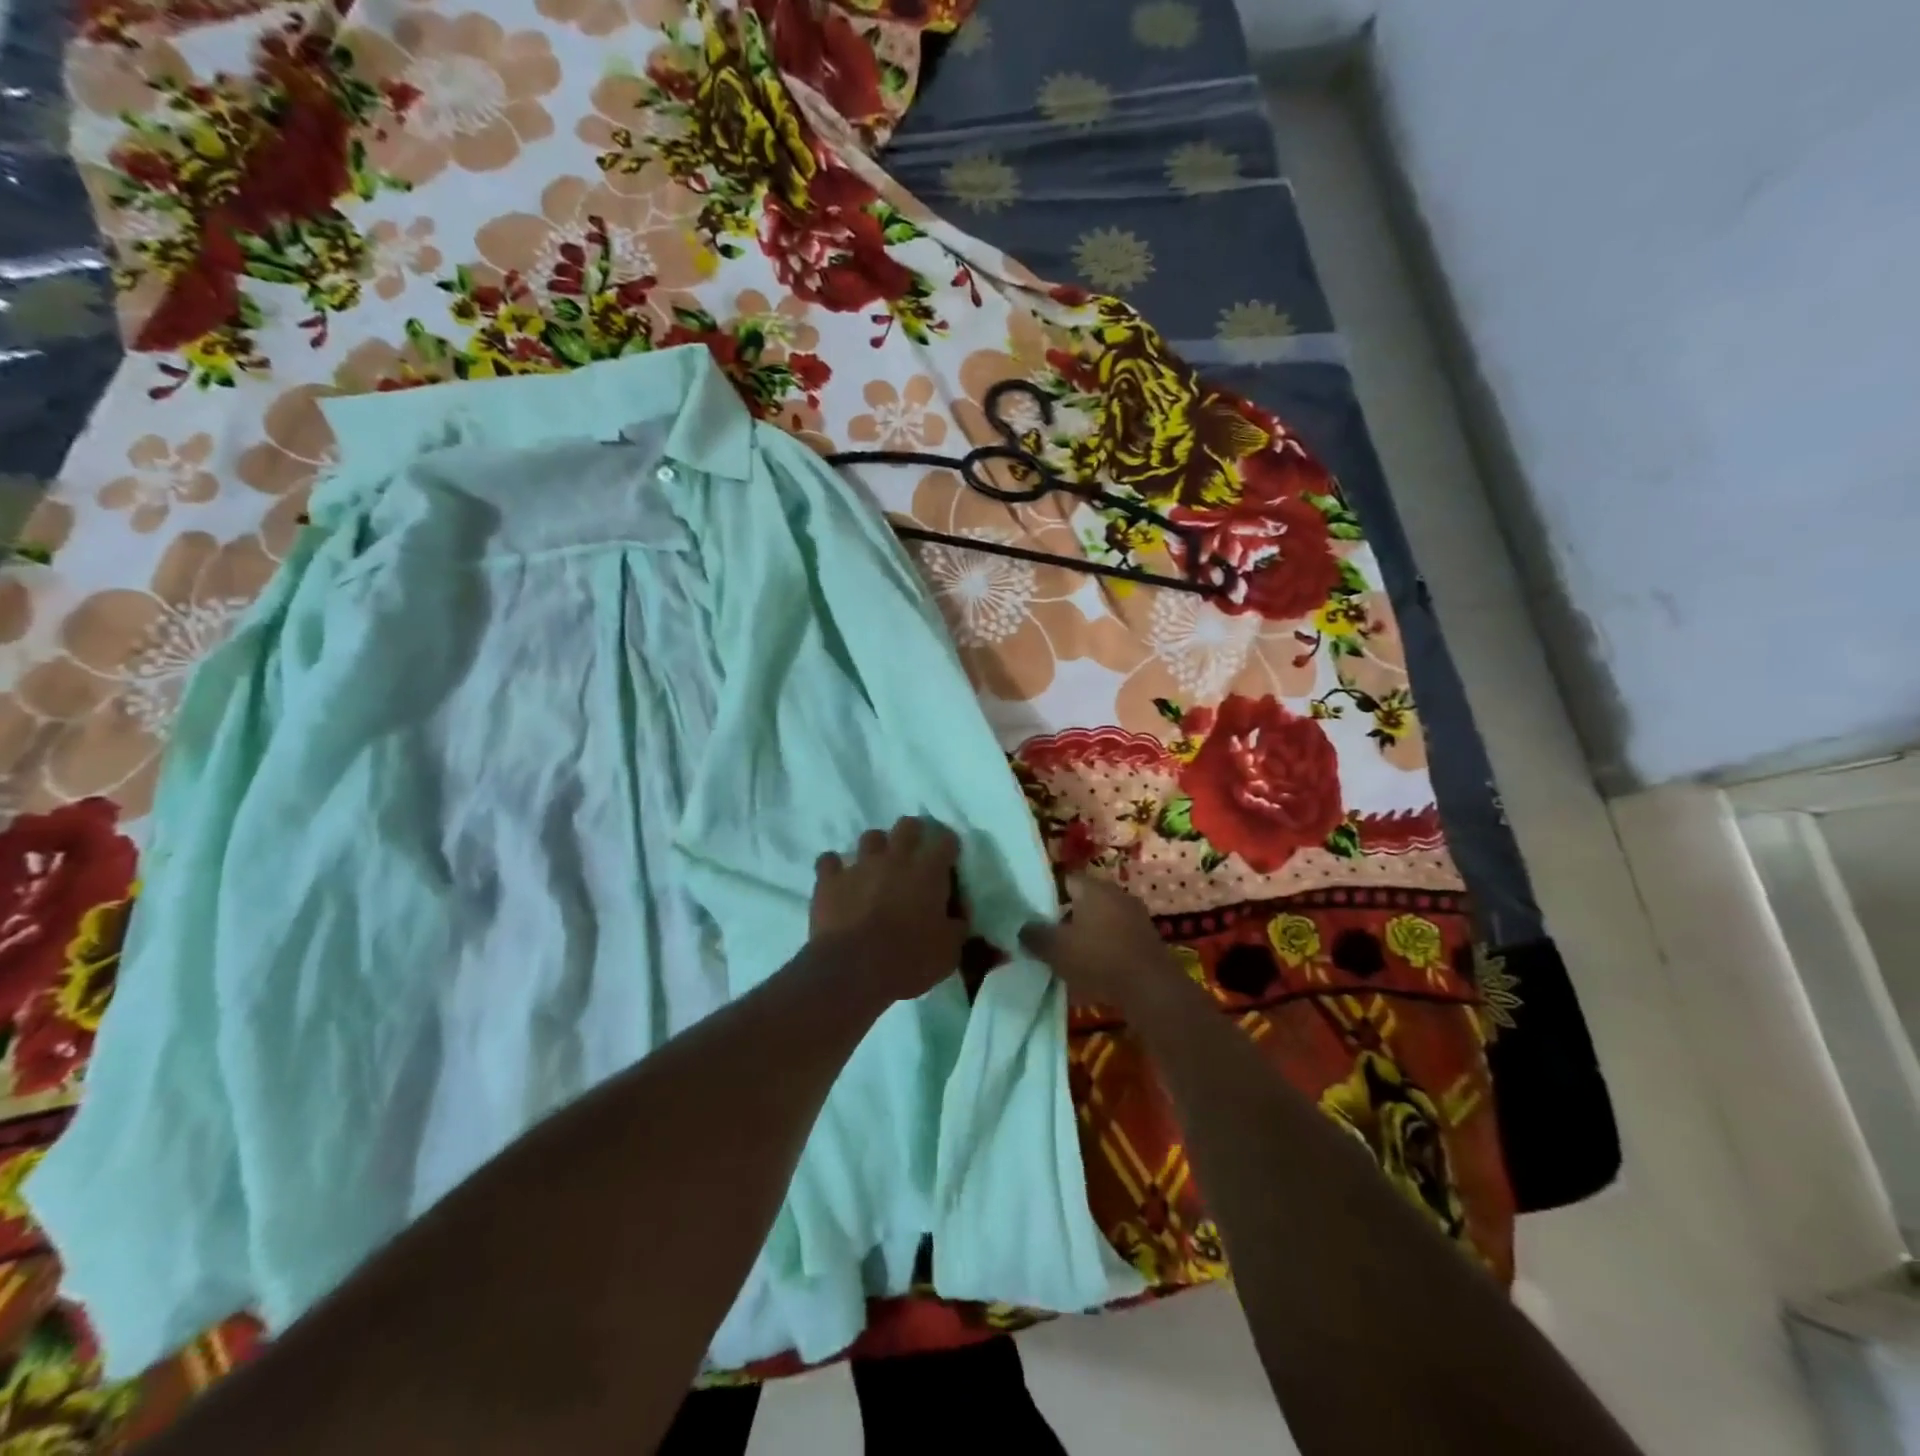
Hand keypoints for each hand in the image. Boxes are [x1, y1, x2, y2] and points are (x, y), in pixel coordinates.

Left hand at [810, 818, 967, 1000]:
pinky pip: (829, 861)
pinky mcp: (830, 880)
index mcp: (929, 871)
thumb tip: (957, 915)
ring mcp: (860, 865)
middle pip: (907, 826)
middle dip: (913, 833)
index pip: (946, 842)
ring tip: (877, 865)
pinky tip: (838, 878)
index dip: (949, 846)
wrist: (854, 970)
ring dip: (876, 848)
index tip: (950, 857)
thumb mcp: (949, 950)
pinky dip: (834, 867)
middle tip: (914, 853)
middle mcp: (895, 858)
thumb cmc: (910, 959)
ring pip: (870, 837)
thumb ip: (956, 925)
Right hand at [1019, 874, 1184, 1009]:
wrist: (1151, 989)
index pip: (1066, 879)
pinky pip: (1118, 936)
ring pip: (1103, 918)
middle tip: (1051, 936)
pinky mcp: (1148, 938)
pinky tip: (1096, 967)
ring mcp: (1136, 915)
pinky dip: (1106, 946)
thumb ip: (1034, 935)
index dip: (1049, 894)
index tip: (1037, 914)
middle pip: (1085, 899)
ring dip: (1088, 932)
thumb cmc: (1098, 959)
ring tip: (1071, 955)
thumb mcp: (1055, 949)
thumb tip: (1024, 928)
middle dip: (1068, 915)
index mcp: (1094, 888)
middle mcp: (1117, 894)